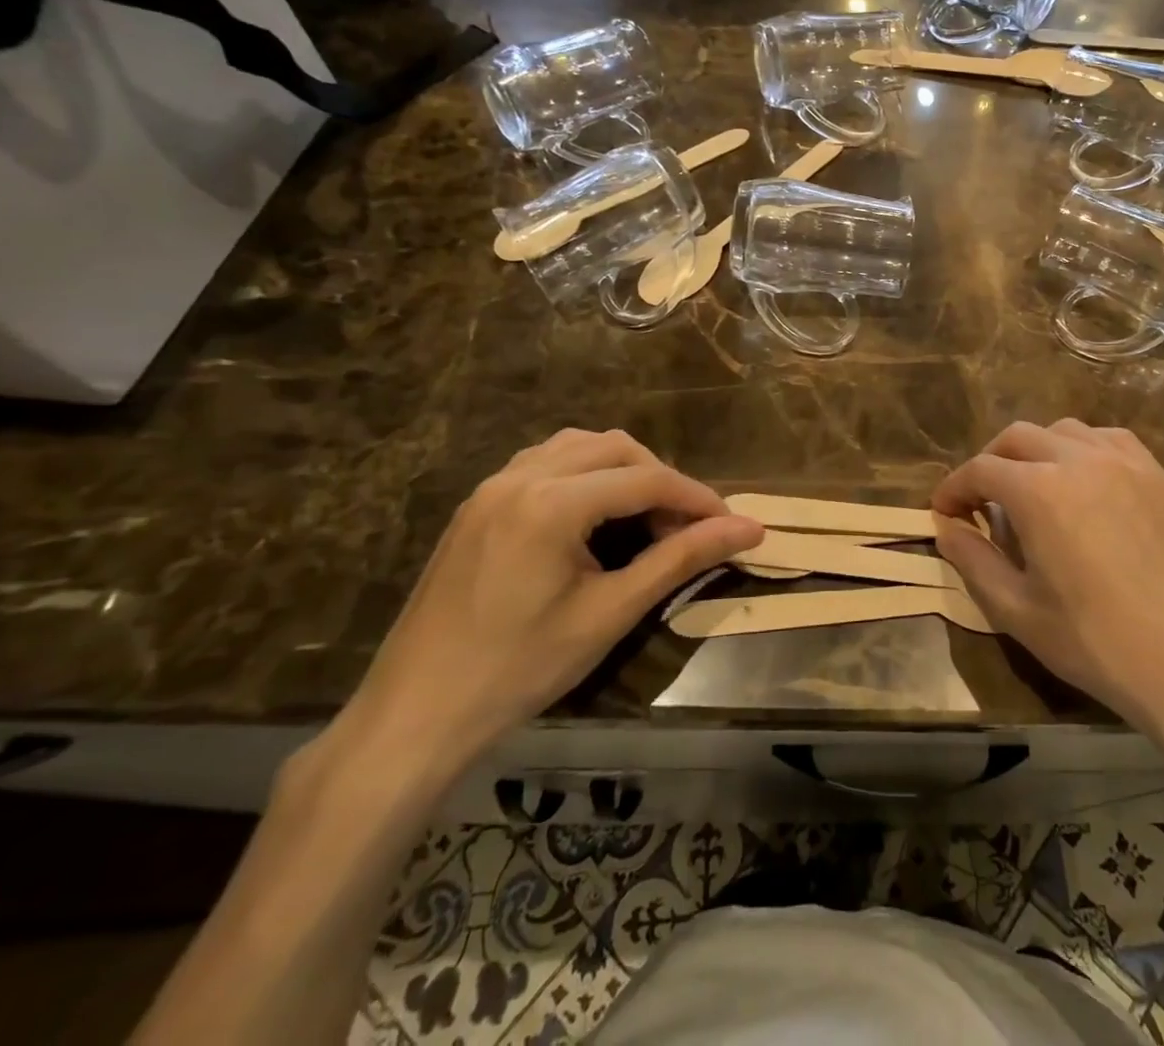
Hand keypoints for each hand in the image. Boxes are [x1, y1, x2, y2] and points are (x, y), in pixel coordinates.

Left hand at [332, 430, 763, 786]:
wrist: (414, 716)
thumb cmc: (519, 669)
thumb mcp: (610, 613)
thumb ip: (681, 560)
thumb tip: (749, 529)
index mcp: (551, 503)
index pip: (646, 479)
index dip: (696, 498)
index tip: (730, 524)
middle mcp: (520, 477)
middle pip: (616, 448)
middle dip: (661, 478)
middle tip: (686, 525)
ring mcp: (492, 486)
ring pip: (579, 447)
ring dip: (623, 469)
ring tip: (645, 515)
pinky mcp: (478, 504)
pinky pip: (545, 462)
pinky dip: (585, 473)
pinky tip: (594, 514)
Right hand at [933, 420, 1163, 735]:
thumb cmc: (1097, 643)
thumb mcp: (1017, 611)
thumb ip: (973, 560)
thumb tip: (946, 528)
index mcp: (1039, 491)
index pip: (980, 469)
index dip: (954, 488)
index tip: (943, 512)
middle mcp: (1080, 460)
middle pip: (1018, 436)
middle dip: (991, 462)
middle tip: (982, 499)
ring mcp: (1127, 463)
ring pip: (1066, 431)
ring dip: (1037, 450)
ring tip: (1035, 487)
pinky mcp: (1161, 477)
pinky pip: (1111, 441)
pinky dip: (1084, 450)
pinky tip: (1088, 483)